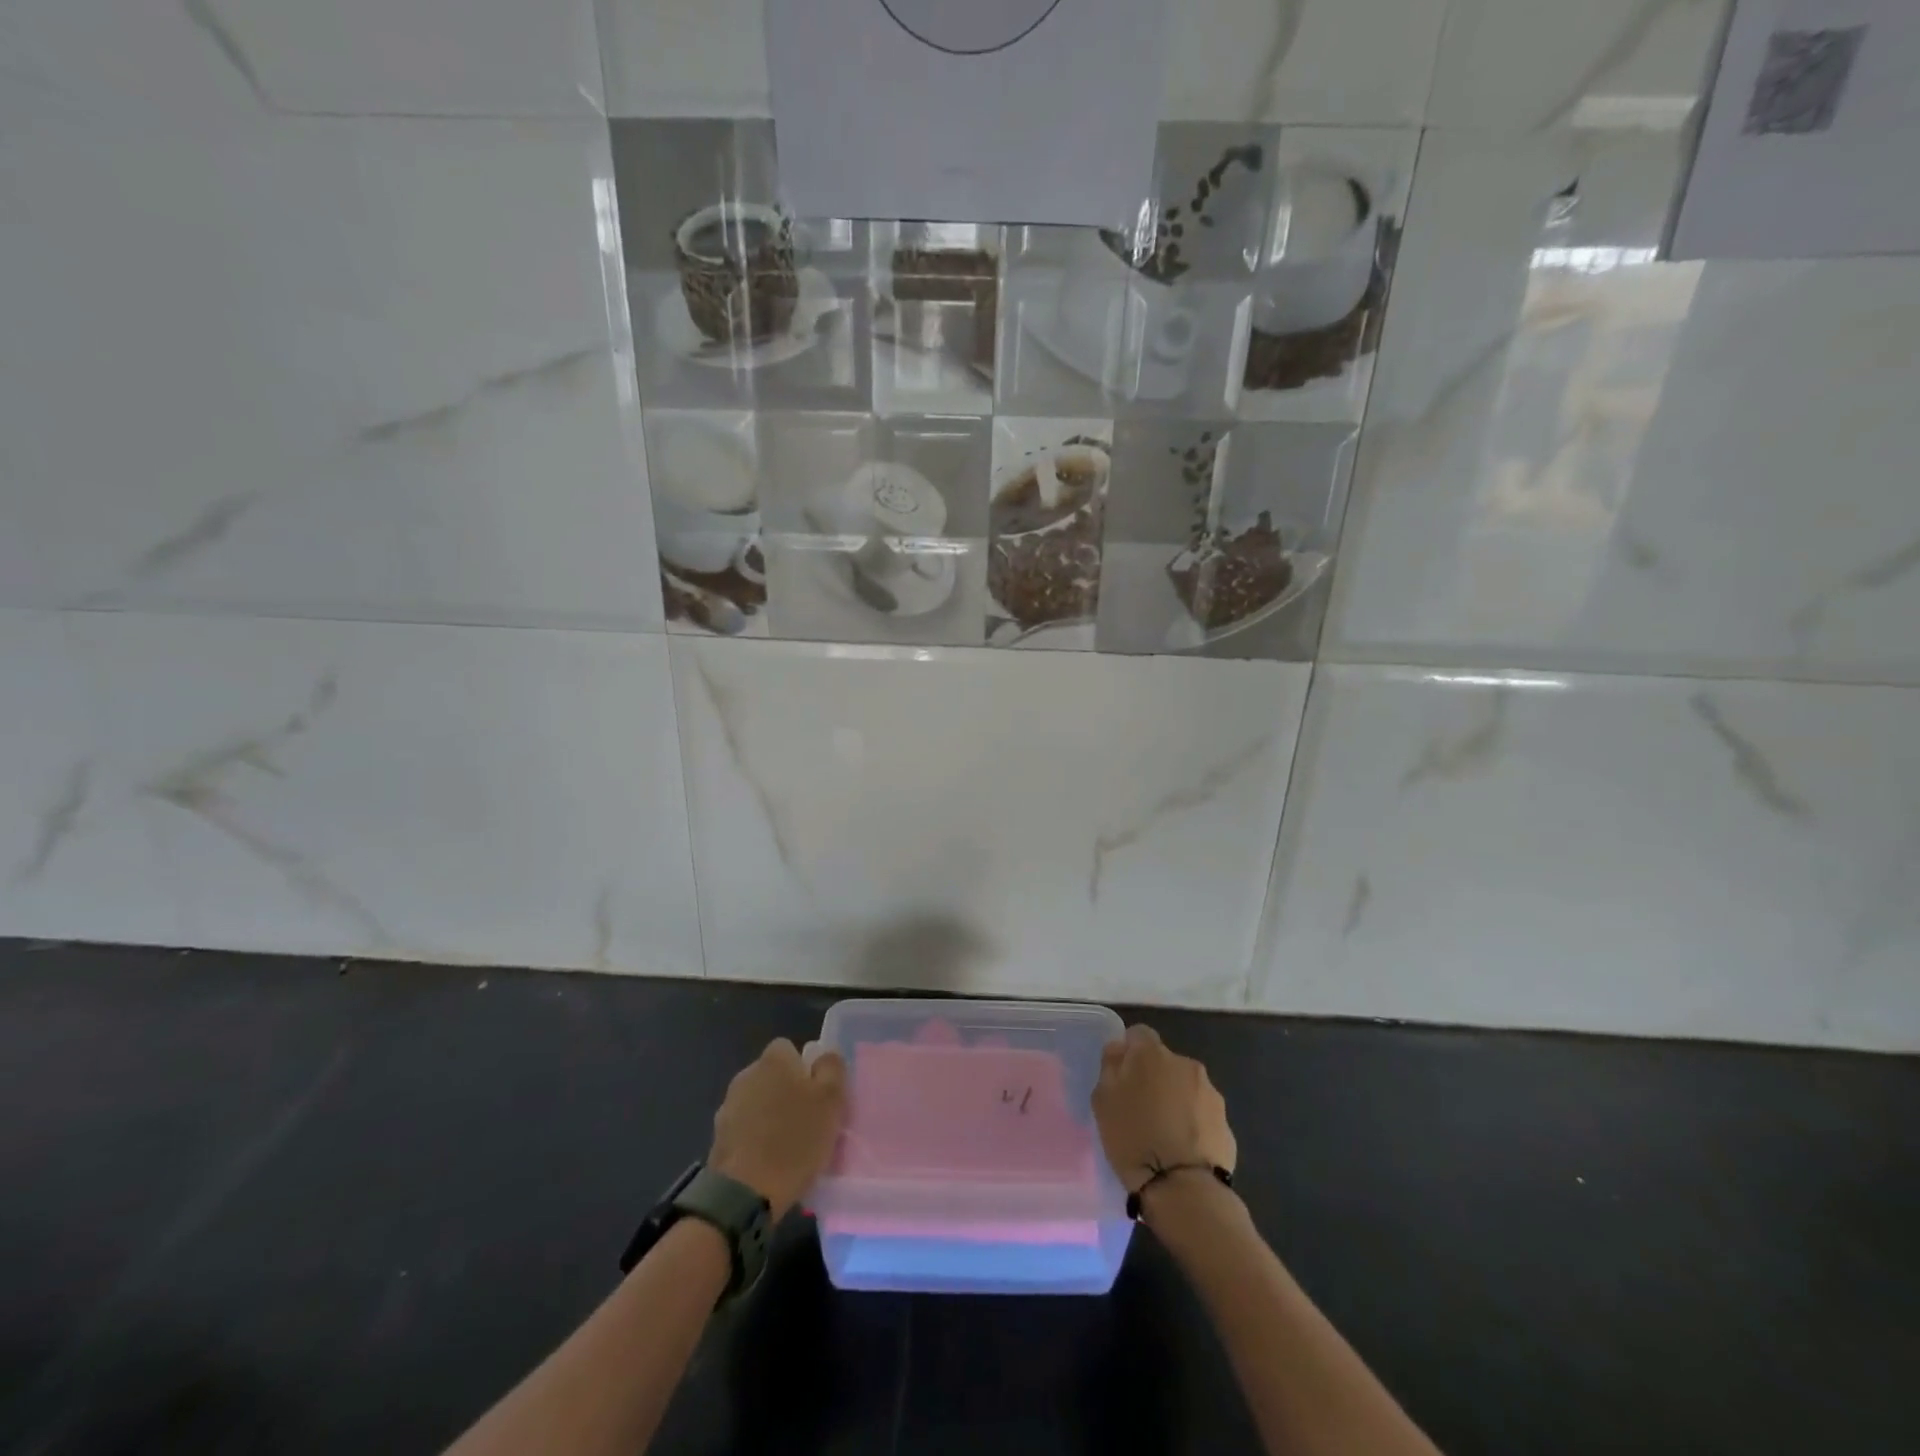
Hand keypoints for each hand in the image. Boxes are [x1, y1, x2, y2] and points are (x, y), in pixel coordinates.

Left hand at [708, 1039, 846, 1220]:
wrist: (743, 1194)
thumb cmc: (794, 1141)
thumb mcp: (830, 1101)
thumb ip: (832, 1068)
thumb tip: (825, 1056)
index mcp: (773, 1060)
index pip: (789, 1049)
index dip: (805, 1069)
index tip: (816, 1095)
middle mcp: (746, 1074)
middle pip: (773, 1076)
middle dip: (787, 1092)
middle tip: (807, 1122)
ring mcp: (728, 1106)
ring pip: (758, 1102)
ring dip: (770, 1116)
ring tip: (788, 1146)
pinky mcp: (717, 1138)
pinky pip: (745, 1129)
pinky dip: (755, 1139)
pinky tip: (767, 1162)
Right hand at [1093, 1024, 1235, 1196]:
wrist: (1183, 1187)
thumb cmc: (1134, 1139)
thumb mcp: (1103, 1101)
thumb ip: (1110, 1066)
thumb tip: (1120, 1048)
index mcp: (1152, 1053)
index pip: (1138, 1034)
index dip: (1129, 1053)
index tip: (1122, 1078)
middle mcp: (1184, 1063)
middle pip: (1164, 1062)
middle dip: (1154, 1078)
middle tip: (1140, 1110)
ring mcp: (1209, 1092)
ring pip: (1185, 1087)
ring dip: (1175, 1100)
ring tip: (1164, 1134)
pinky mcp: (1225, 1121)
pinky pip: (1201, 1113)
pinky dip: (1192, 1123)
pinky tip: (1183, 1148)